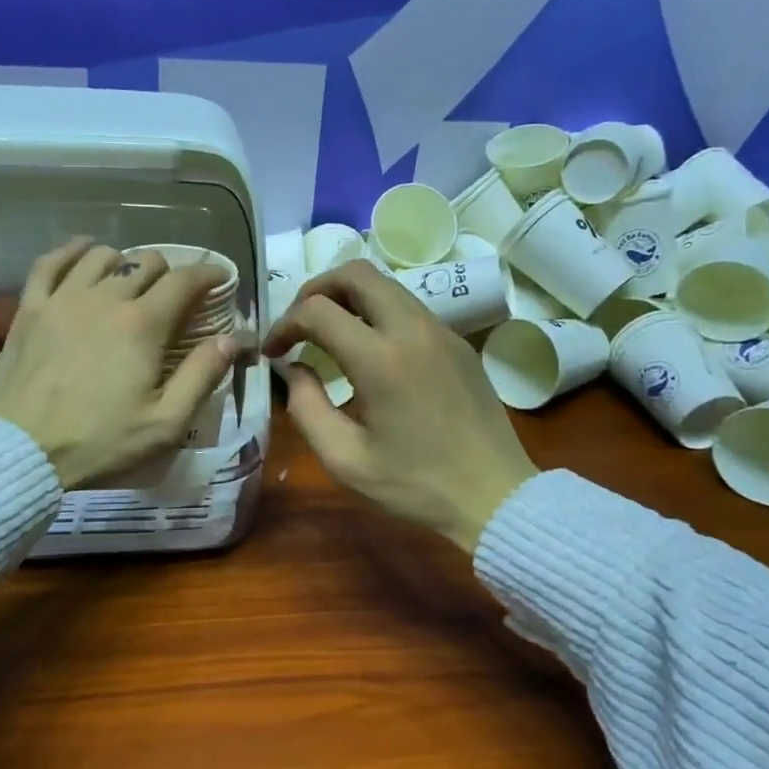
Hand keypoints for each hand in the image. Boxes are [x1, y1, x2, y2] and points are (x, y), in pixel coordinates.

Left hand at [0, 238, 235, 489]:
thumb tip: (230, 339)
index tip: (221, 279)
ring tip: (130, 282)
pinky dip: (72, 251)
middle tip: (175, 297)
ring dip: (125, 263)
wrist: (19, 452)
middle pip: (146, 262)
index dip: (209, 274)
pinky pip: (51, 261)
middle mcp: (105, 299)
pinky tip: (83, 254)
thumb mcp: (165, 423)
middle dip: (169, 273)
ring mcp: (63, 299)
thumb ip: (201, 376)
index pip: (184, 280)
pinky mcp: (29, 308)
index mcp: (143, 325)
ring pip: (102, 255)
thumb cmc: (99, 442)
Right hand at [265, 261, 537, 552]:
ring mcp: (441, 331)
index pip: (318, 311)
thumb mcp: (345, 459)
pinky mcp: (458, 342)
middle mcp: (413, 330)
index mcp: (381, 360)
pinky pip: (409, 307)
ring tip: (328, 333)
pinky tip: (369, 350)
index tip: (273, 351)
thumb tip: (294, 369)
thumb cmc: (415, 485)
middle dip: (316, 289)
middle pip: (356, 273)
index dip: (285, 324)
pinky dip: (377, 312)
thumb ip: (306, 408)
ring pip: (385, 284)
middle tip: (299, 324)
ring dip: (348, 297)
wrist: (494, 496)